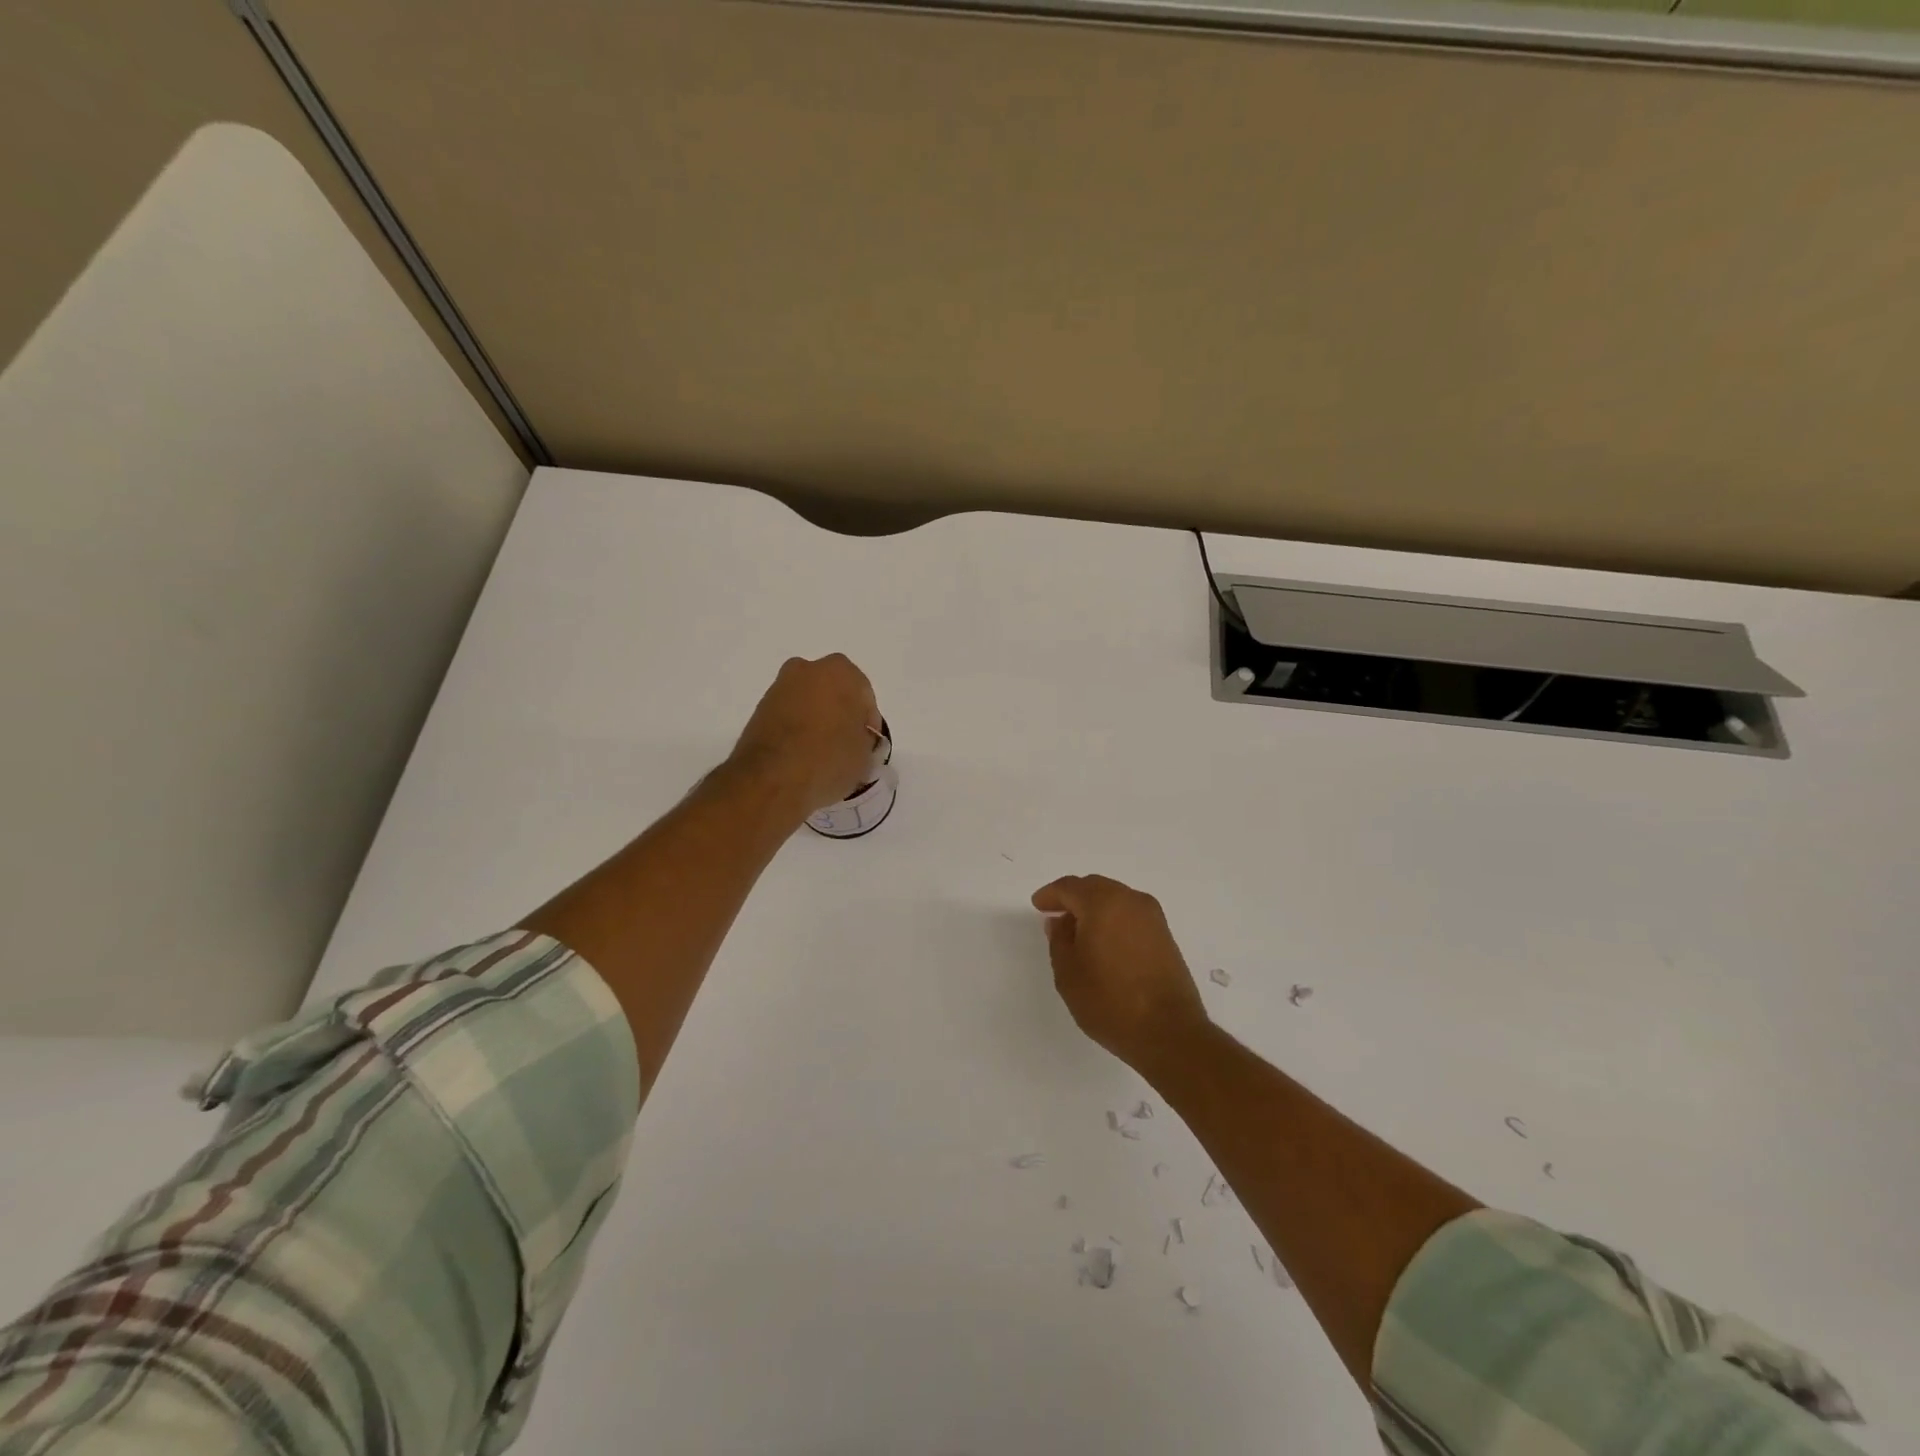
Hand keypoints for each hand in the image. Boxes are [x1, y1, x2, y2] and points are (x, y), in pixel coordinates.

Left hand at [728, 654, 880, 816]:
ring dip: (816, 720)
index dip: (867, 724)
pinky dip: (795, 729)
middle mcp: (808, 669)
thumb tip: (855, 738)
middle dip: (840, 714)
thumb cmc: (829, 759)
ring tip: (820, 754)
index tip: (865, 747)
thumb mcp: (865, 755)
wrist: (771, 779)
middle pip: (834, 693)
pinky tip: (799, 755)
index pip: (865, 698)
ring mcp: (779, 687)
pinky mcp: (759, 708)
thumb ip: (864, 738)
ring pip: (808, 702)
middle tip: (844, 746)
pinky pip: (788, 715)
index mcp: (841, 672)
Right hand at [1031, 875, 1210, 1070]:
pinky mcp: (1165, 934)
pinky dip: (1113, 919)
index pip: (1069, 887)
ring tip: (1079, 931)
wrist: (1168, 1032)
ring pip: (1115, 898)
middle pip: (1094, 887)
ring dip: (1094, 907)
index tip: (1038, 906)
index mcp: (1102, 903)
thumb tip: (1060, 921)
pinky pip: (1130, 914)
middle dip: (1073, 897)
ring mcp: (1152, 916)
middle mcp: (1130, 900)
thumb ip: (1059, 940)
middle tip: (1056, 915)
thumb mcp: (1068, 973)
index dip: (1050, 894)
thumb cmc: (1109, 1002)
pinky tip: (1104, 942)